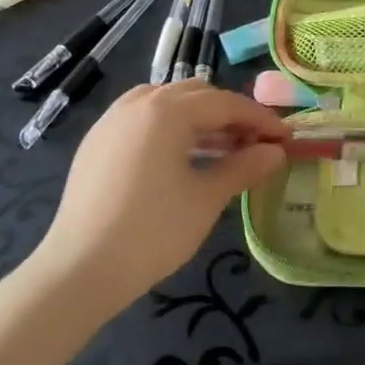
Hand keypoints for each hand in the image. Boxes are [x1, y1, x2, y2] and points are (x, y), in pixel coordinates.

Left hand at [34, 81, 288, 306]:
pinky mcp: (97, 142)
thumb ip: (245, 167)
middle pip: (197, 95)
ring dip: (200, 118)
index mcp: (167, 110)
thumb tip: (276, 152)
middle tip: (256, 144)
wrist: (79, 270)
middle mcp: (138, 103)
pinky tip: (182, 156)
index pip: (226, 104)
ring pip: (167, 102)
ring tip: (222, 149)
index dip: (260, 120)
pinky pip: (143, 118)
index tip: (286, 138)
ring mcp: (112, 120)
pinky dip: (171, 127)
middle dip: (231, 115)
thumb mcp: (207, 198)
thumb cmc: (153, 231)